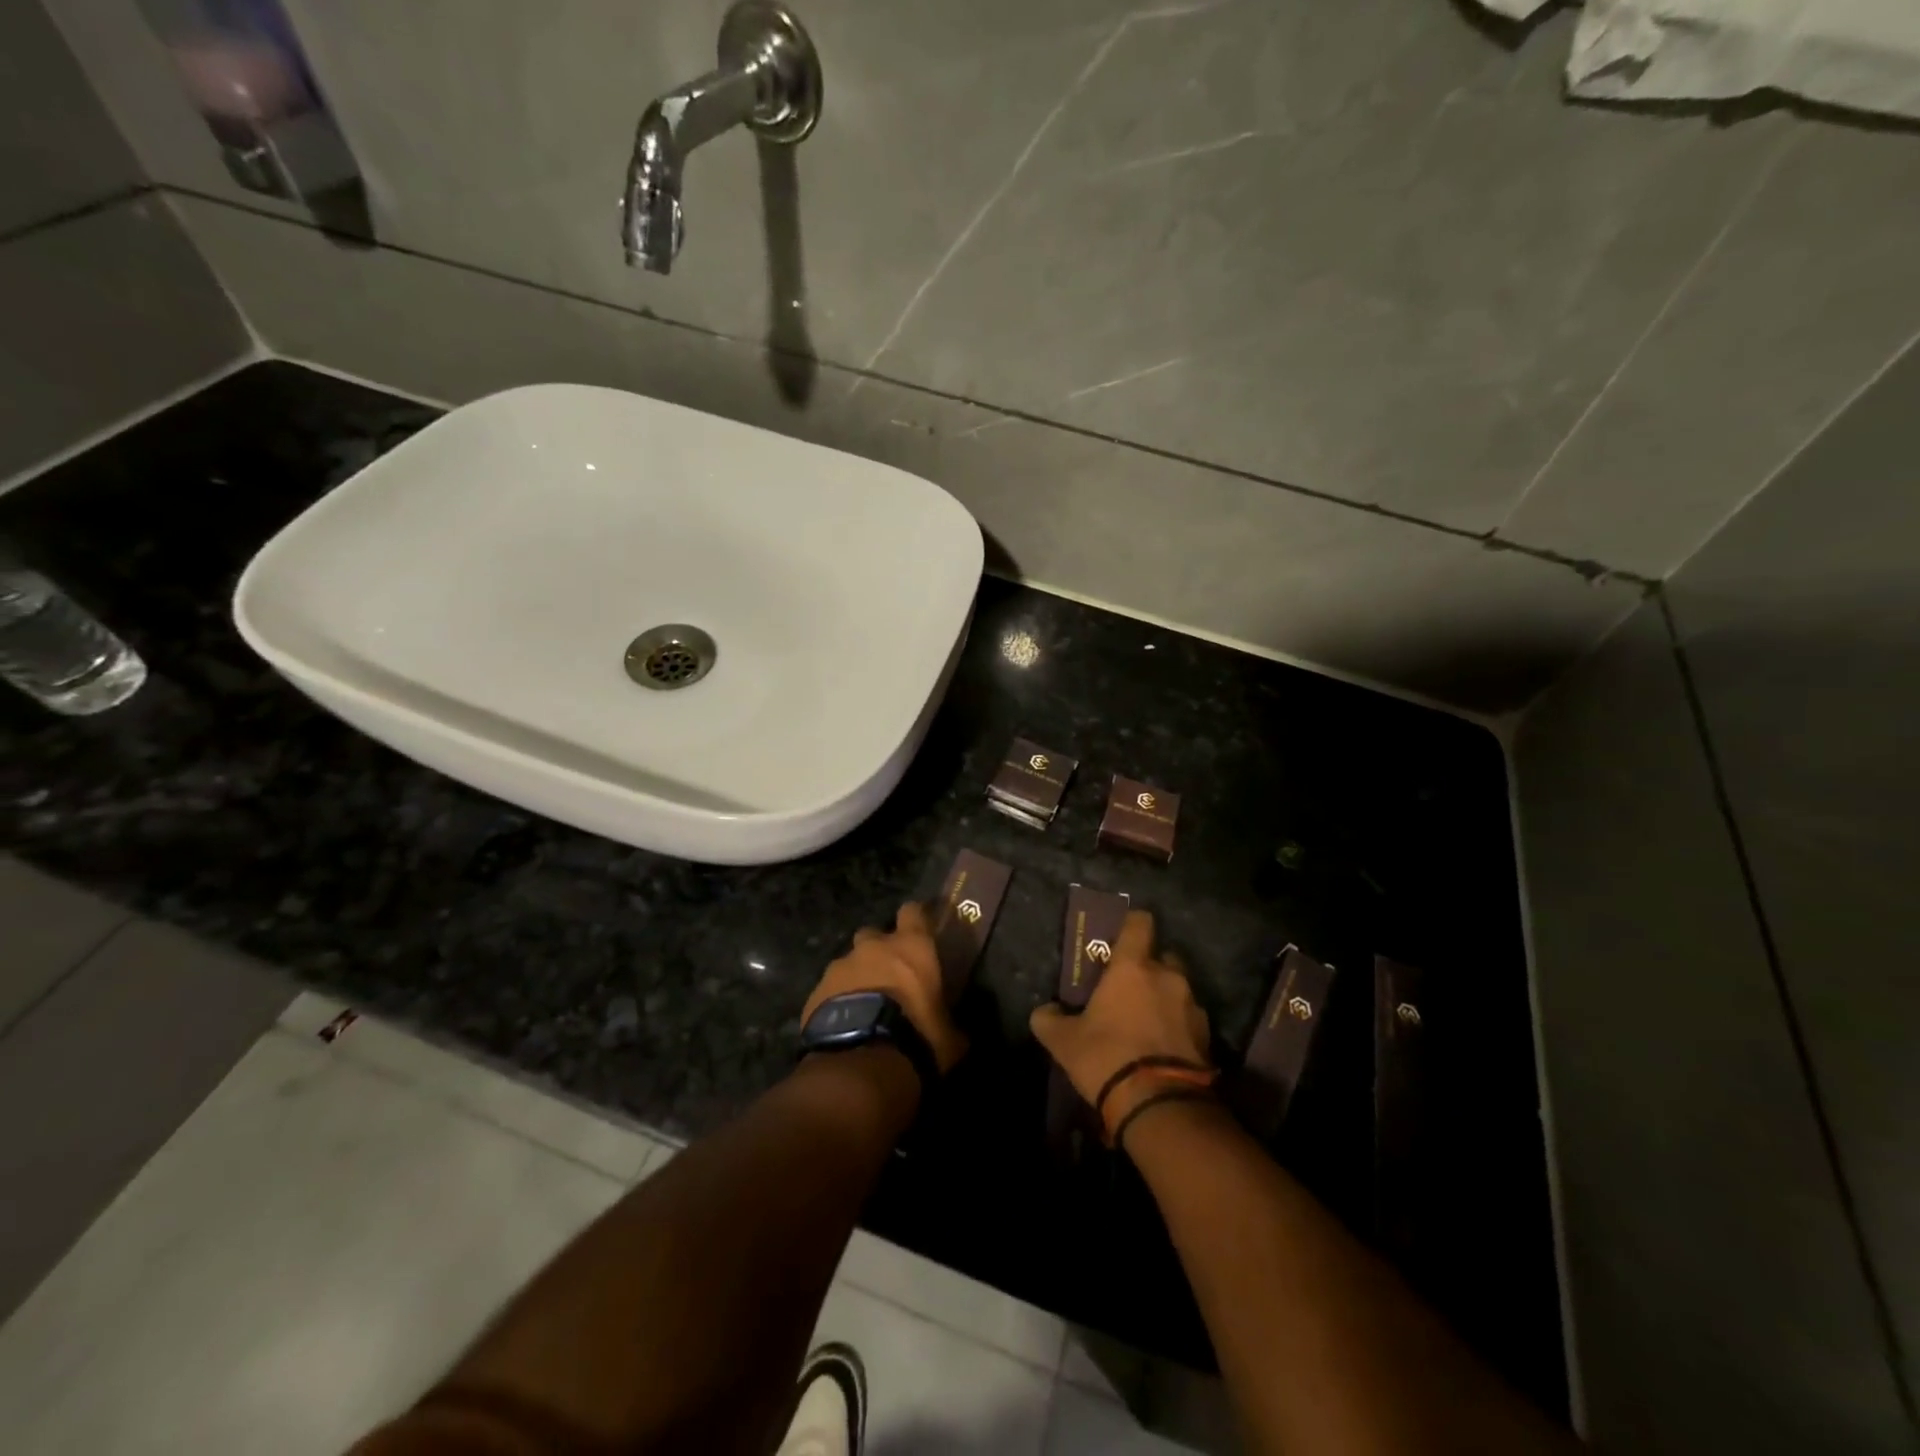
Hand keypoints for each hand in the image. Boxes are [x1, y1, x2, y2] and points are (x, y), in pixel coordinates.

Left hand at [802, 903, 967, 1073]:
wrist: (861, 1061)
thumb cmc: (916, 1037)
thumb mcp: (948, 1037)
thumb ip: (951, 1026)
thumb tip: (958, 1034)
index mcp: (912, 947)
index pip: (913, 912)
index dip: (915, 920)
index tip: (920, 932)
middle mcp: (874, 947)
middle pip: (874, 934)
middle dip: (879, 950)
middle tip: (888, 976)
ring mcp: (840, 966)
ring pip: (848, 962)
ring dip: (856, 978)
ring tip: (863, 1007)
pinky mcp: (816, 991)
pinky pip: (828, 990)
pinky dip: (836, 1001)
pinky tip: (843, 1025)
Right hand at [1030, 910, 1211, 1128]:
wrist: (1160, 1106)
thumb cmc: (1107, 1057)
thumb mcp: (1064, 1041)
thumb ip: (1049, 1020)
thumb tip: (1044, 1011)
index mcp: (1133, 967)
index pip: (1140, 923)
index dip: (1131, 924)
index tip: (1120, 936)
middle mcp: (1167, 976)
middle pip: (1163, 956)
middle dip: (1149, 967)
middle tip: (1129, 987)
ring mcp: (1192, 1005)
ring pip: (1178, 988)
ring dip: (1164, 998)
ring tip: (1146, 1022)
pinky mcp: (1207, 1035)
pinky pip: (1189, 1018)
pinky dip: (1177, 1025)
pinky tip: (1162, 1047)